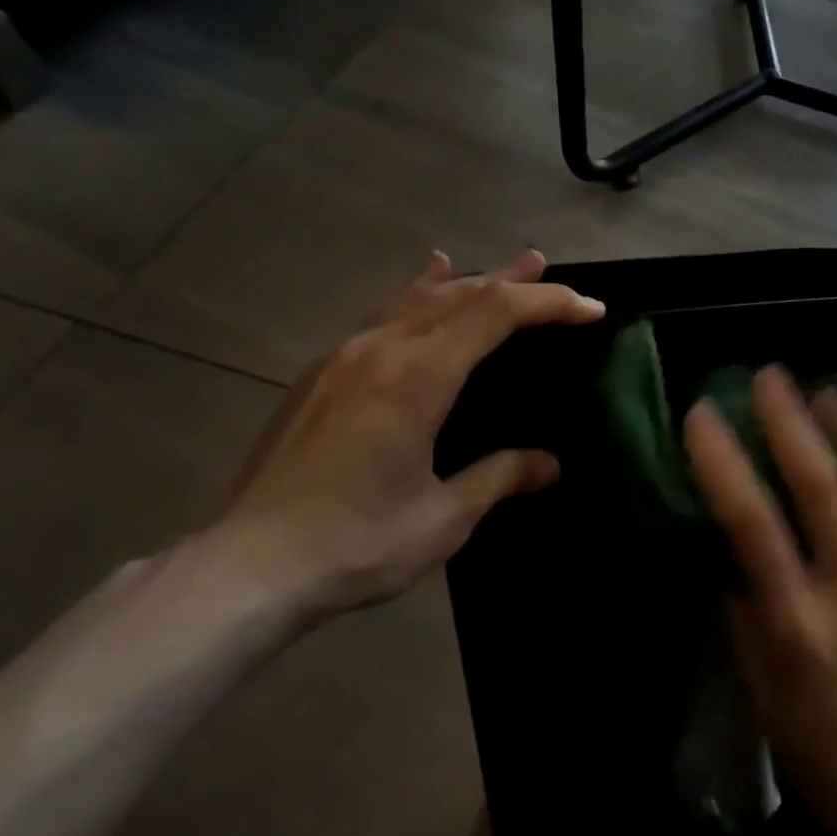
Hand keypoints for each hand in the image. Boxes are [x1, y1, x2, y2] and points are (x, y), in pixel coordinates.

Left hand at [200, 250, 604, 622]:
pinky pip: (383, 315)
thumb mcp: (443, 517)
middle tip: (547, 268)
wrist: (247, 567)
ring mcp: (345, 356)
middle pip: (459, 293)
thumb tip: (550, 464)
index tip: (590, 309)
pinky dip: (416, 294)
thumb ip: (500, 477)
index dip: (549, 303)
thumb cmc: (356, 543)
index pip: (496, 313)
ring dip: (466, 280)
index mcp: (419, 375)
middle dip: (510, 280)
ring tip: (499, 269)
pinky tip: (421, 284)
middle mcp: (382, 348)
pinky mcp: (322, 374)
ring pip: (417, 298)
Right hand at [683, 368, 836, 835]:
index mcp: (795, 621)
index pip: (752, 523)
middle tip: (770, 377)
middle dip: (791, 422)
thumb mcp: (758, 683)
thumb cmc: (815, 738)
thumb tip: (731, 537)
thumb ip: (745, 604)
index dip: (724, 462)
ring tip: (830, 393)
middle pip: (822, 488)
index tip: (703, 415)